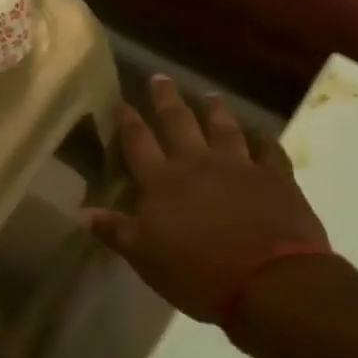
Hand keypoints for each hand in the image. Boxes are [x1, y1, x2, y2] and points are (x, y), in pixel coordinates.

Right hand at [88, 75, 329, 323]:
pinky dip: (263, 138)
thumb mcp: (145, 257)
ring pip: (224, 127)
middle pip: (178, 122)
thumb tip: (81, 212)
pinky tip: (260, 131)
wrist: (270, 281)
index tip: (121, 102)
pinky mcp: (275, 178)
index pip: (138, 142)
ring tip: (209, 94)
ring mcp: (239, 166)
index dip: (128, 120)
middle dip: (166, 99)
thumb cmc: (197, 271)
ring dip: (215, 109)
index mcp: (162, 181)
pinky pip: (269, 149)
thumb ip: (115, 230)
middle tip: (160, 77)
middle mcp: (198, 163)